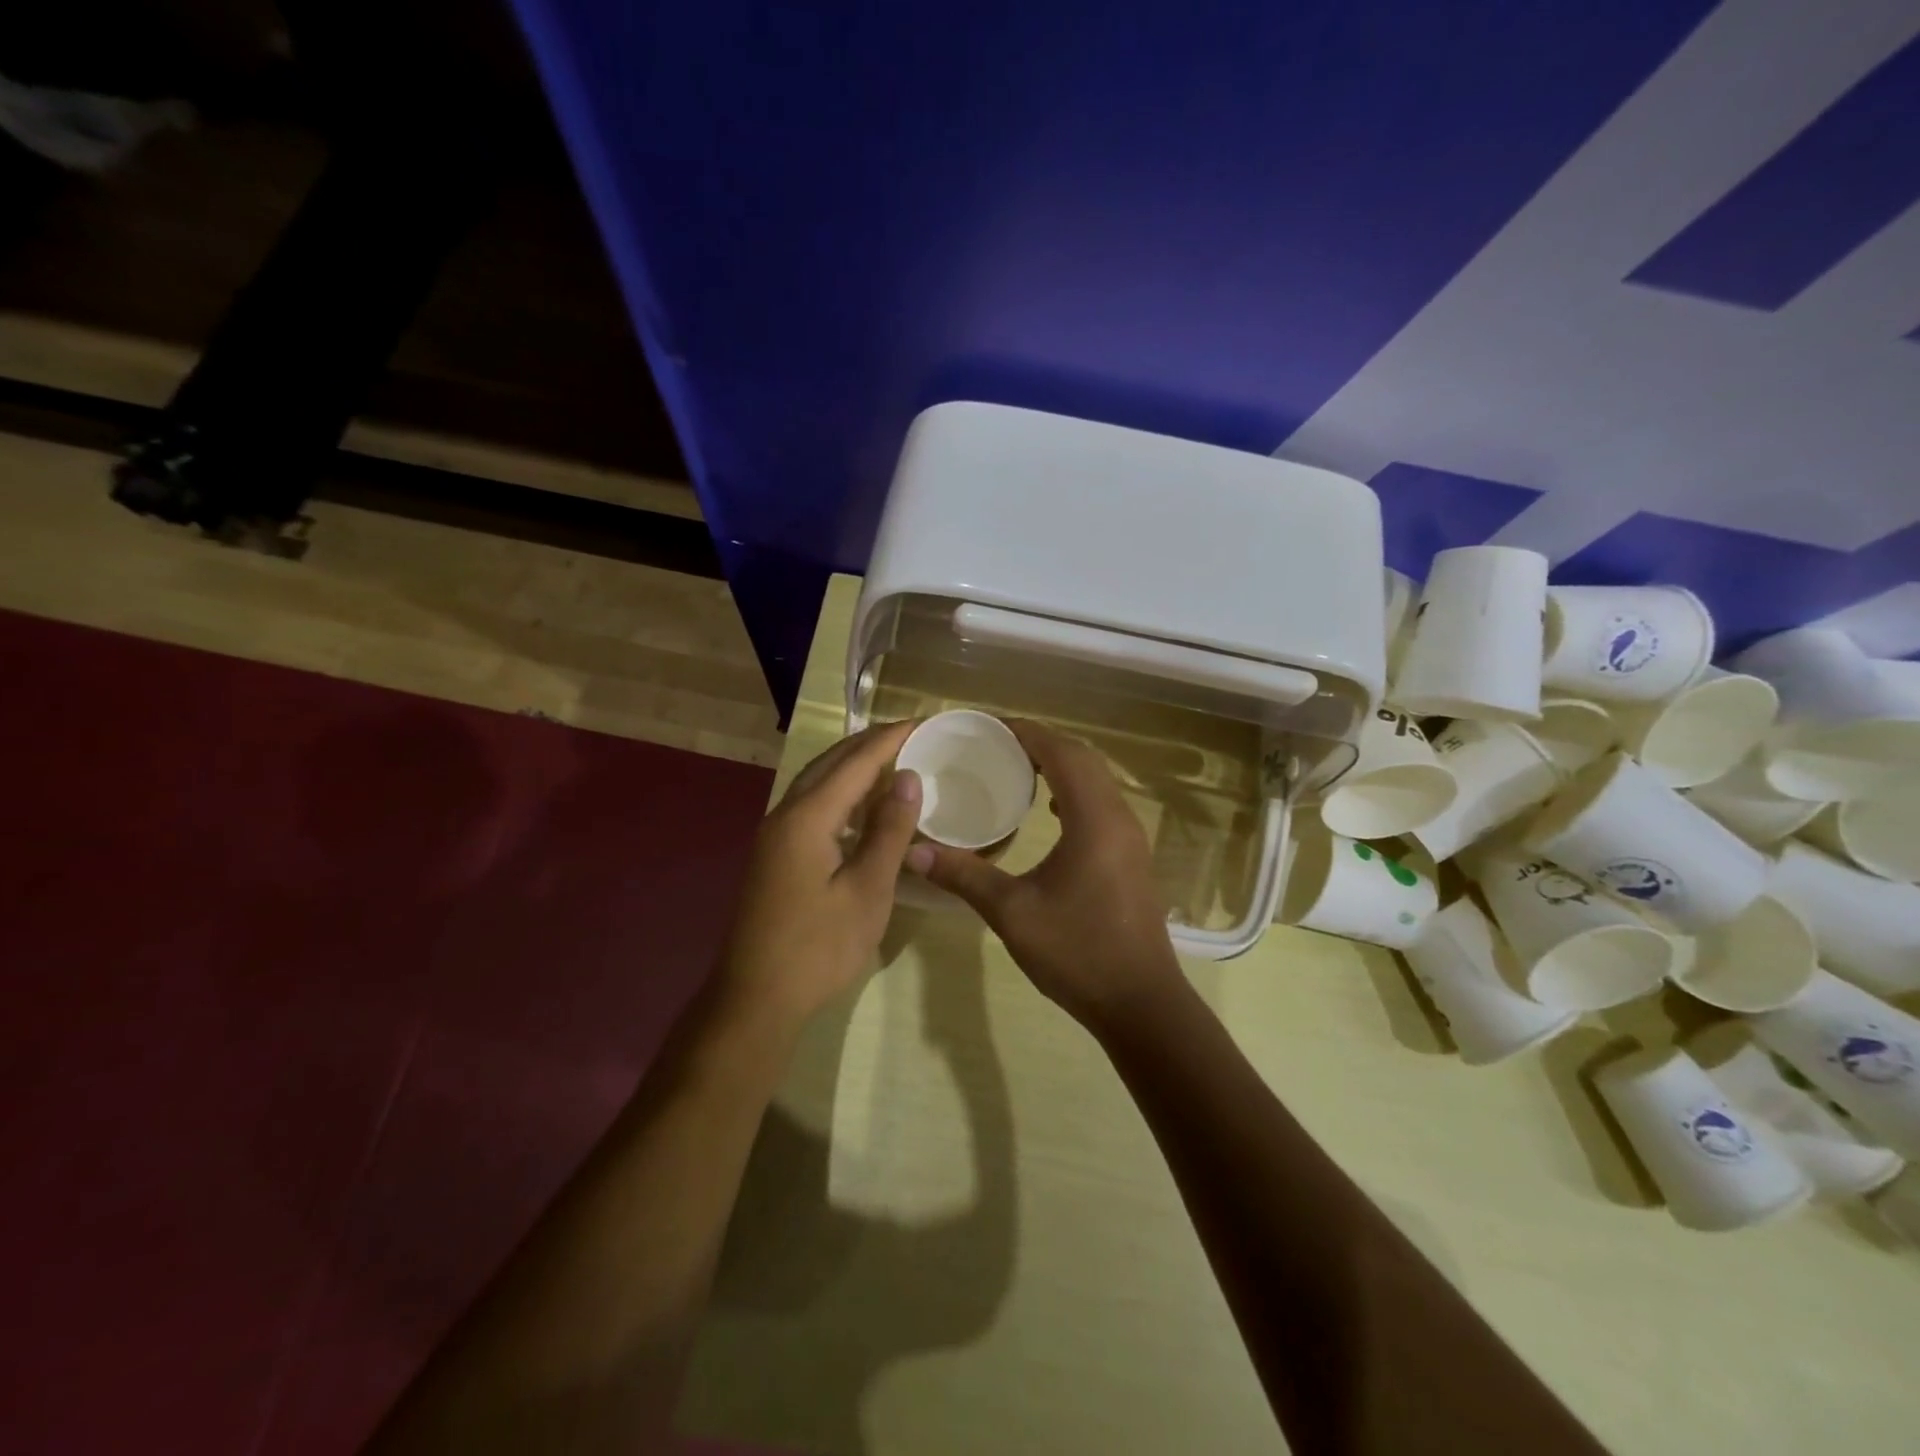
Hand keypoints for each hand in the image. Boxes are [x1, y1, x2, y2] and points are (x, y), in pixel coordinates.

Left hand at [717, 720, 921, 1024]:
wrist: (755, 999)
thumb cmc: (819, 948)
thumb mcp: (867, 890)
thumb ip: (889, 831)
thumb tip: (909, 778)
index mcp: (807, 817)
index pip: (856, 761)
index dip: (891, 738)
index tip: (925, 721)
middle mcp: (784, 814)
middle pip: (830, 763)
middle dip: (870, 744)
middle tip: (911, 735)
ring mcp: (774, 836)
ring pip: (817, 784)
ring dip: (853, 767)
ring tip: (891, 760)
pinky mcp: (774, 856)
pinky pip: (810, 807)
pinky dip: (840, 795)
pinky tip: (861, 808)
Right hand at [912, 721, 1184, 1029]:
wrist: (1140, 1003)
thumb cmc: (1077, 952)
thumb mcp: (1012, 912)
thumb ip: (963, 875)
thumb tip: (912, 851)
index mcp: (1093, 818)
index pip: (1061, 752)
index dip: (1025, 732)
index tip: (988, 726)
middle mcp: (1118, 816)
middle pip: (1082, 758)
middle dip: (1041, 743)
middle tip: (995, 745)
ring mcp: (1130, 837)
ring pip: (1096, 780)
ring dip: (1060, 765)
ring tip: (1016, 769)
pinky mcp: (1131, 856)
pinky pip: (1102, 802)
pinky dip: (1073, 791)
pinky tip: (1048, 810)